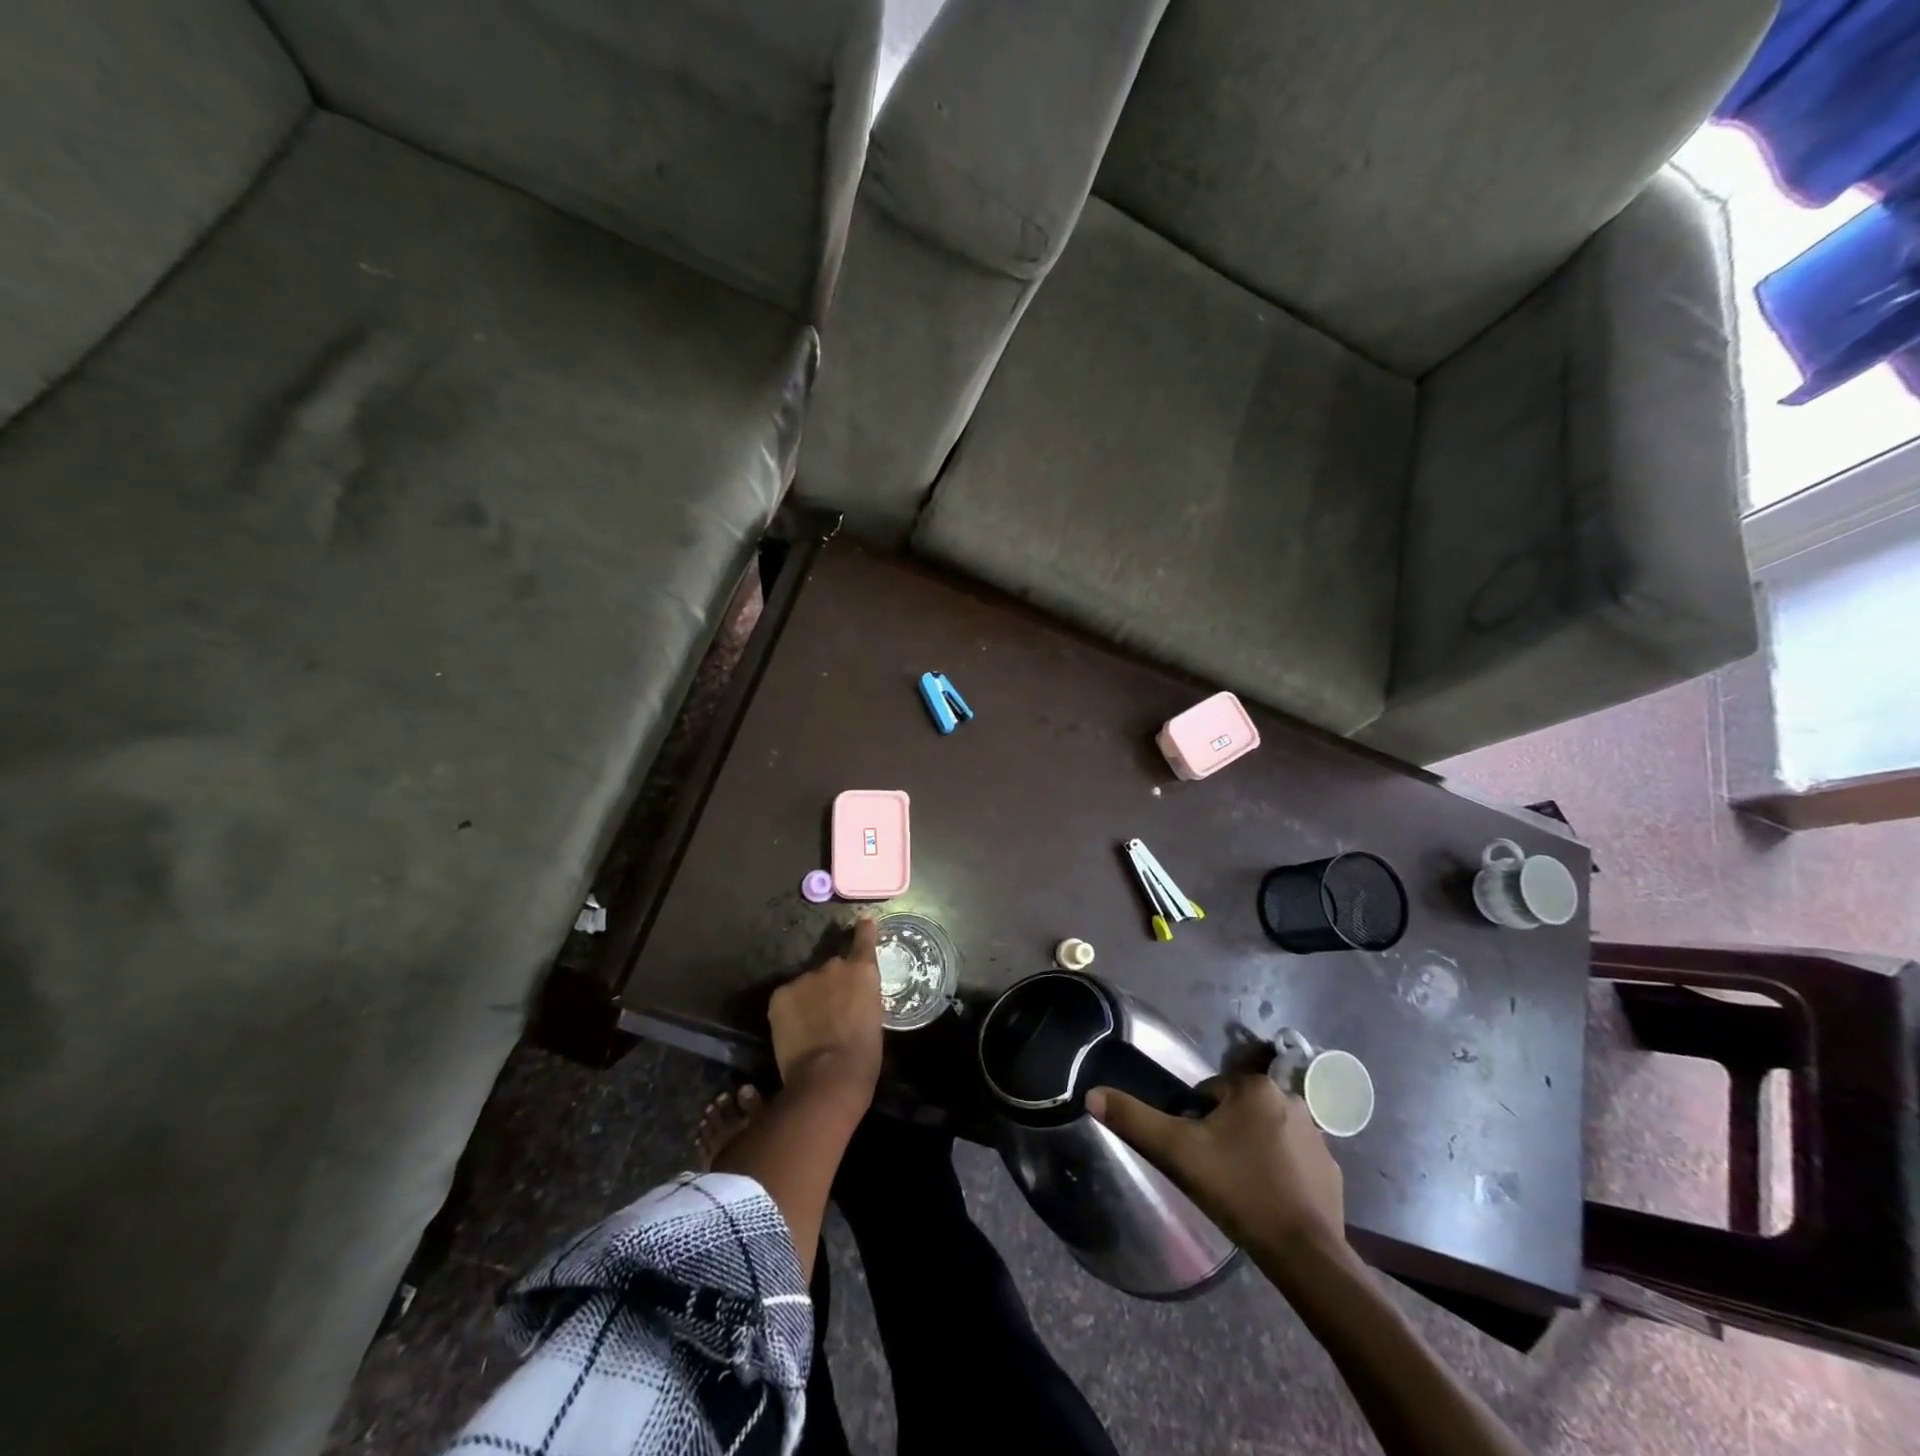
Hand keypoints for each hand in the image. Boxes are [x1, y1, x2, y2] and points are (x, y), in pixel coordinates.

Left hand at [768, 917, 883, 1104]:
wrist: (828, 1076)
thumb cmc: (864, 1056)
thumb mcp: (874, 1019)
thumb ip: (862, 999)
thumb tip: (850, 1001)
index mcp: (863, 971)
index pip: (864, 939)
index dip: (864, 930)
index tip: (864, 920)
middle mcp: (833, 965)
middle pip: (832, 968)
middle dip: (831, 984)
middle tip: (832, 1011)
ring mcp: (804, 977)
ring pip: (807, 985)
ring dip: (810, 998)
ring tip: (811, 1027)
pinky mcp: (780, 994)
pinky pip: (788, 997)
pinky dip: (791, 1010)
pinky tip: (794, 1032)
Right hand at [1087, 1072, 1345, 1268]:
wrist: (1305, 1254)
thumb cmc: (1238, 1190)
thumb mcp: (1177, 1152)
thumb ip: (1134, 1119)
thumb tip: (1092, 1094)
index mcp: (1255, 1087)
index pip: (1208, 1094)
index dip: (1194, 1124)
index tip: (1195, 1154)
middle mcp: (1290, 1099)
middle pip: (1237, 1112)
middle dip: (1224, 1136)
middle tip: (1214, 1173)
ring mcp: (1317, 1136)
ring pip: (1265, 1134)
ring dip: (1251, 1151)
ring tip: (1241, 1190)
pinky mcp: (1332, 1170)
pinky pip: (1294, 1161)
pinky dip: (1280, 1174)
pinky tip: (1270, 1202)